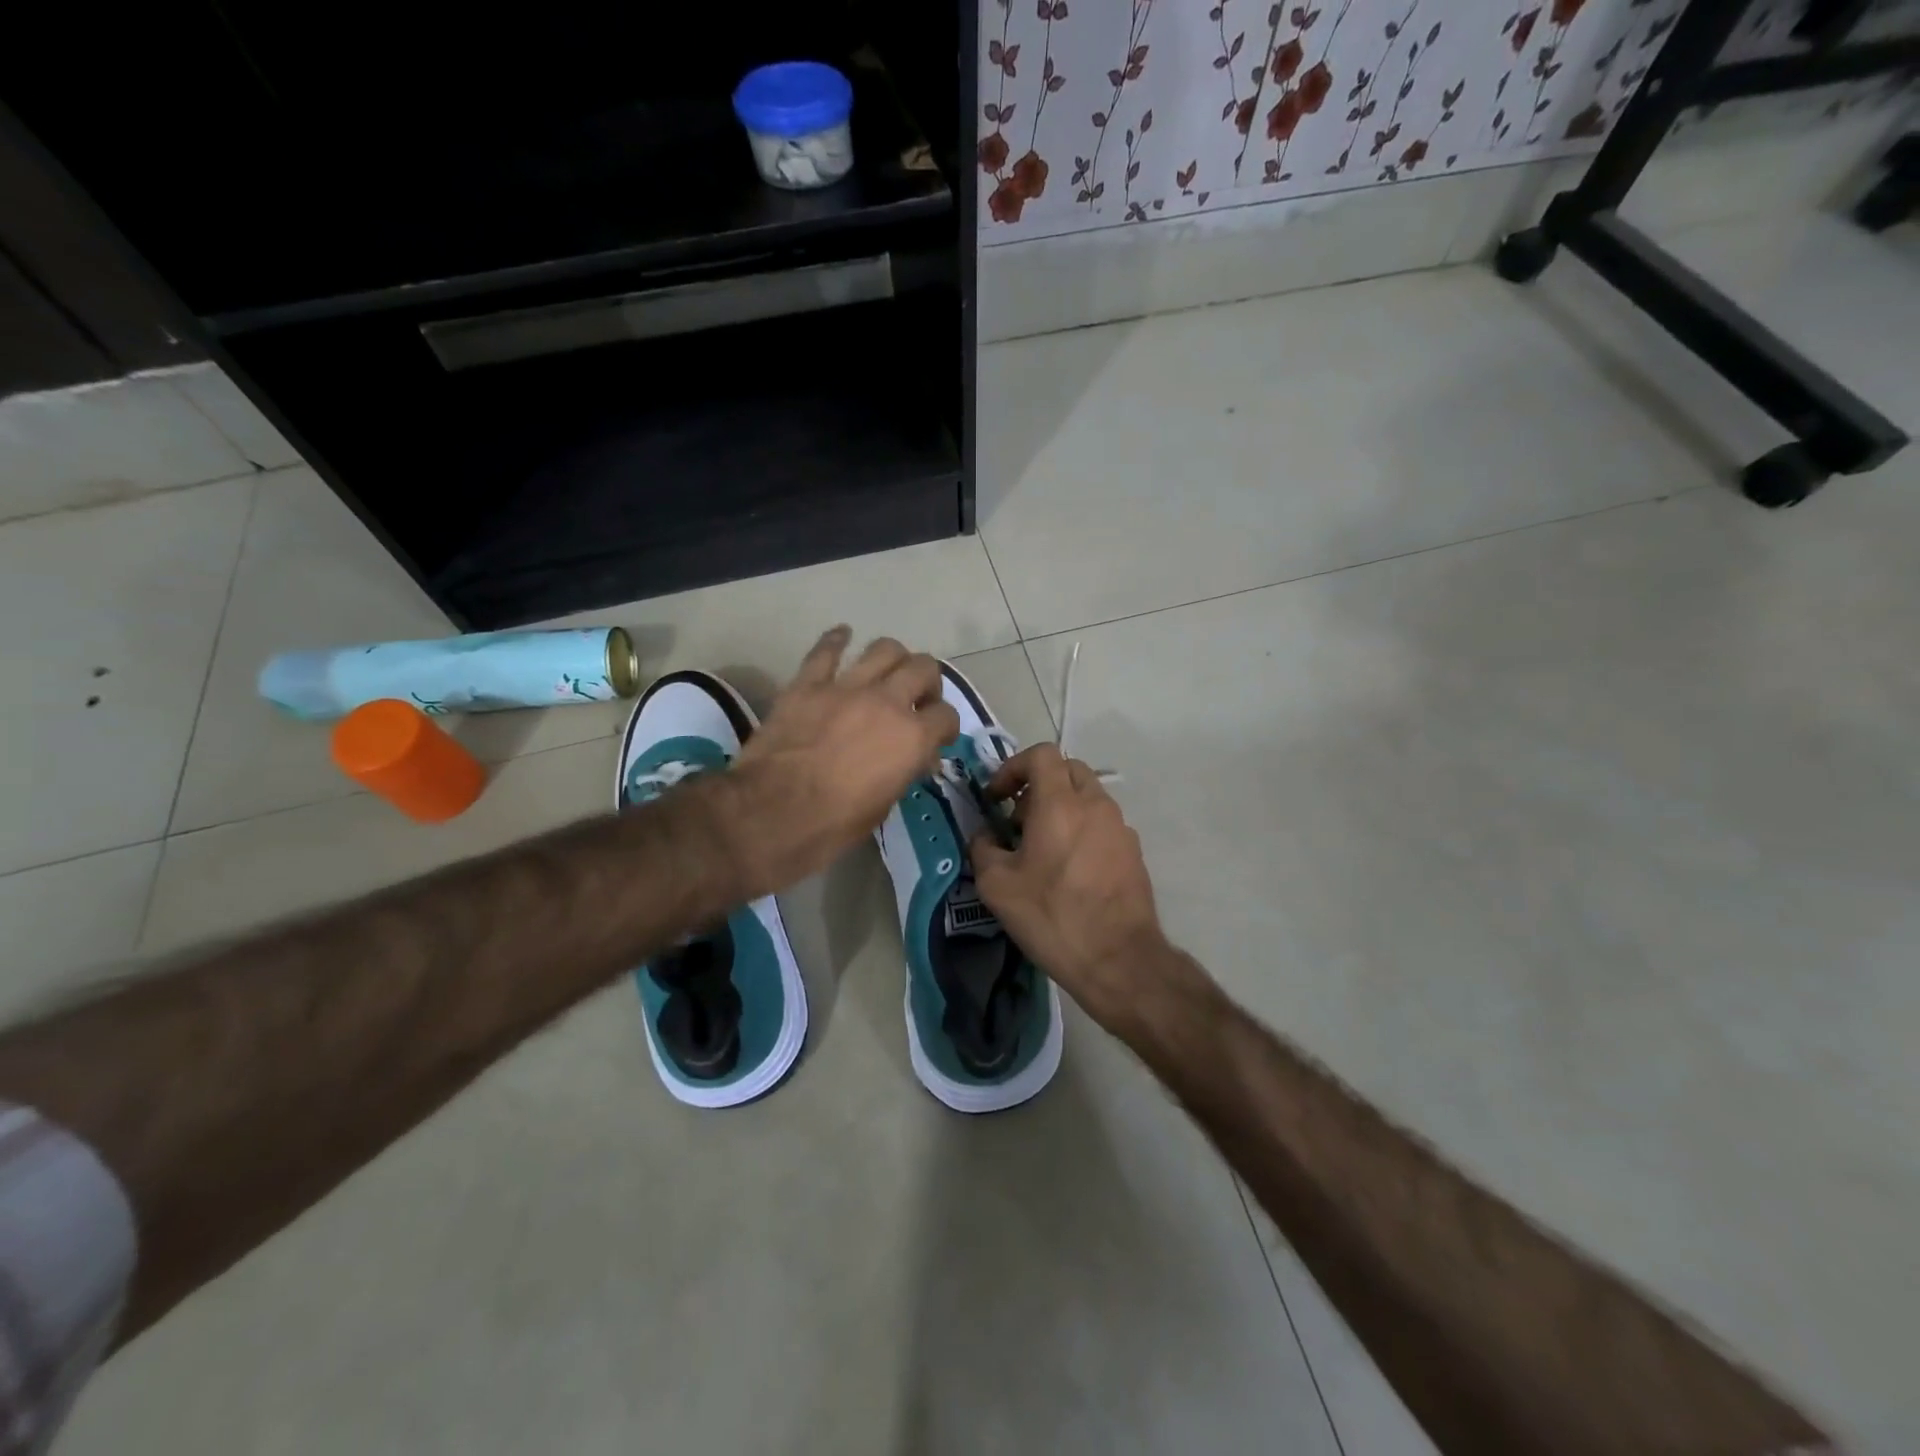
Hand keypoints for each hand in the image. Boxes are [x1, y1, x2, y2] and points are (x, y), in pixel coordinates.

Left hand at [719, 627, 960, 897]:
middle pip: (924, 667)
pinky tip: (842, 637)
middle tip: (917, 698)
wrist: (770, 815)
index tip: (937, 736)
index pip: (946, 715)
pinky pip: (826, 650)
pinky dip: (837, 640)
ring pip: (884, 648)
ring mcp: (845, 688)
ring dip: (893, 658)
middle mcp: (887, 702)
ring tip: (887, 671)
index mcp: (912, 738)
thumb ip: (903, 771)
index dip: (945, 726)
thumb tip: (914, 758)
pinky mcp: (807, 684)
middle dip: (927, 682)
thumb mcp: (883, 806)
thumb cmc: (833, 825)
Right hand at [968, 744, 1179, 1032]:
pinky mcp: (1133, 851)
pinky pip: (1102, 823)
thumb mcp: (997, 886)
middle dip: (1038, 785)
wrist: (1119, 959)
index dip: (1013, 767)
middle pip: (1067, 770)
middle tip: (1018, 820)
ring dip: (1061, 807)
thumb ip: (983, 849)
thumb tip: (986, 836)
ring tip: (1042, 848)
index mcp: (1060, 803)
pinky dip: (1082, 829)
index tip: (997, 799)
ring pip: (1087, 796)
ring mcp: (1120, 827)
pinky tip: (1069, 870)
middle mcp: (1095, 805)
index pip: (1041, 754)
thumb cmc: (1053, 916)